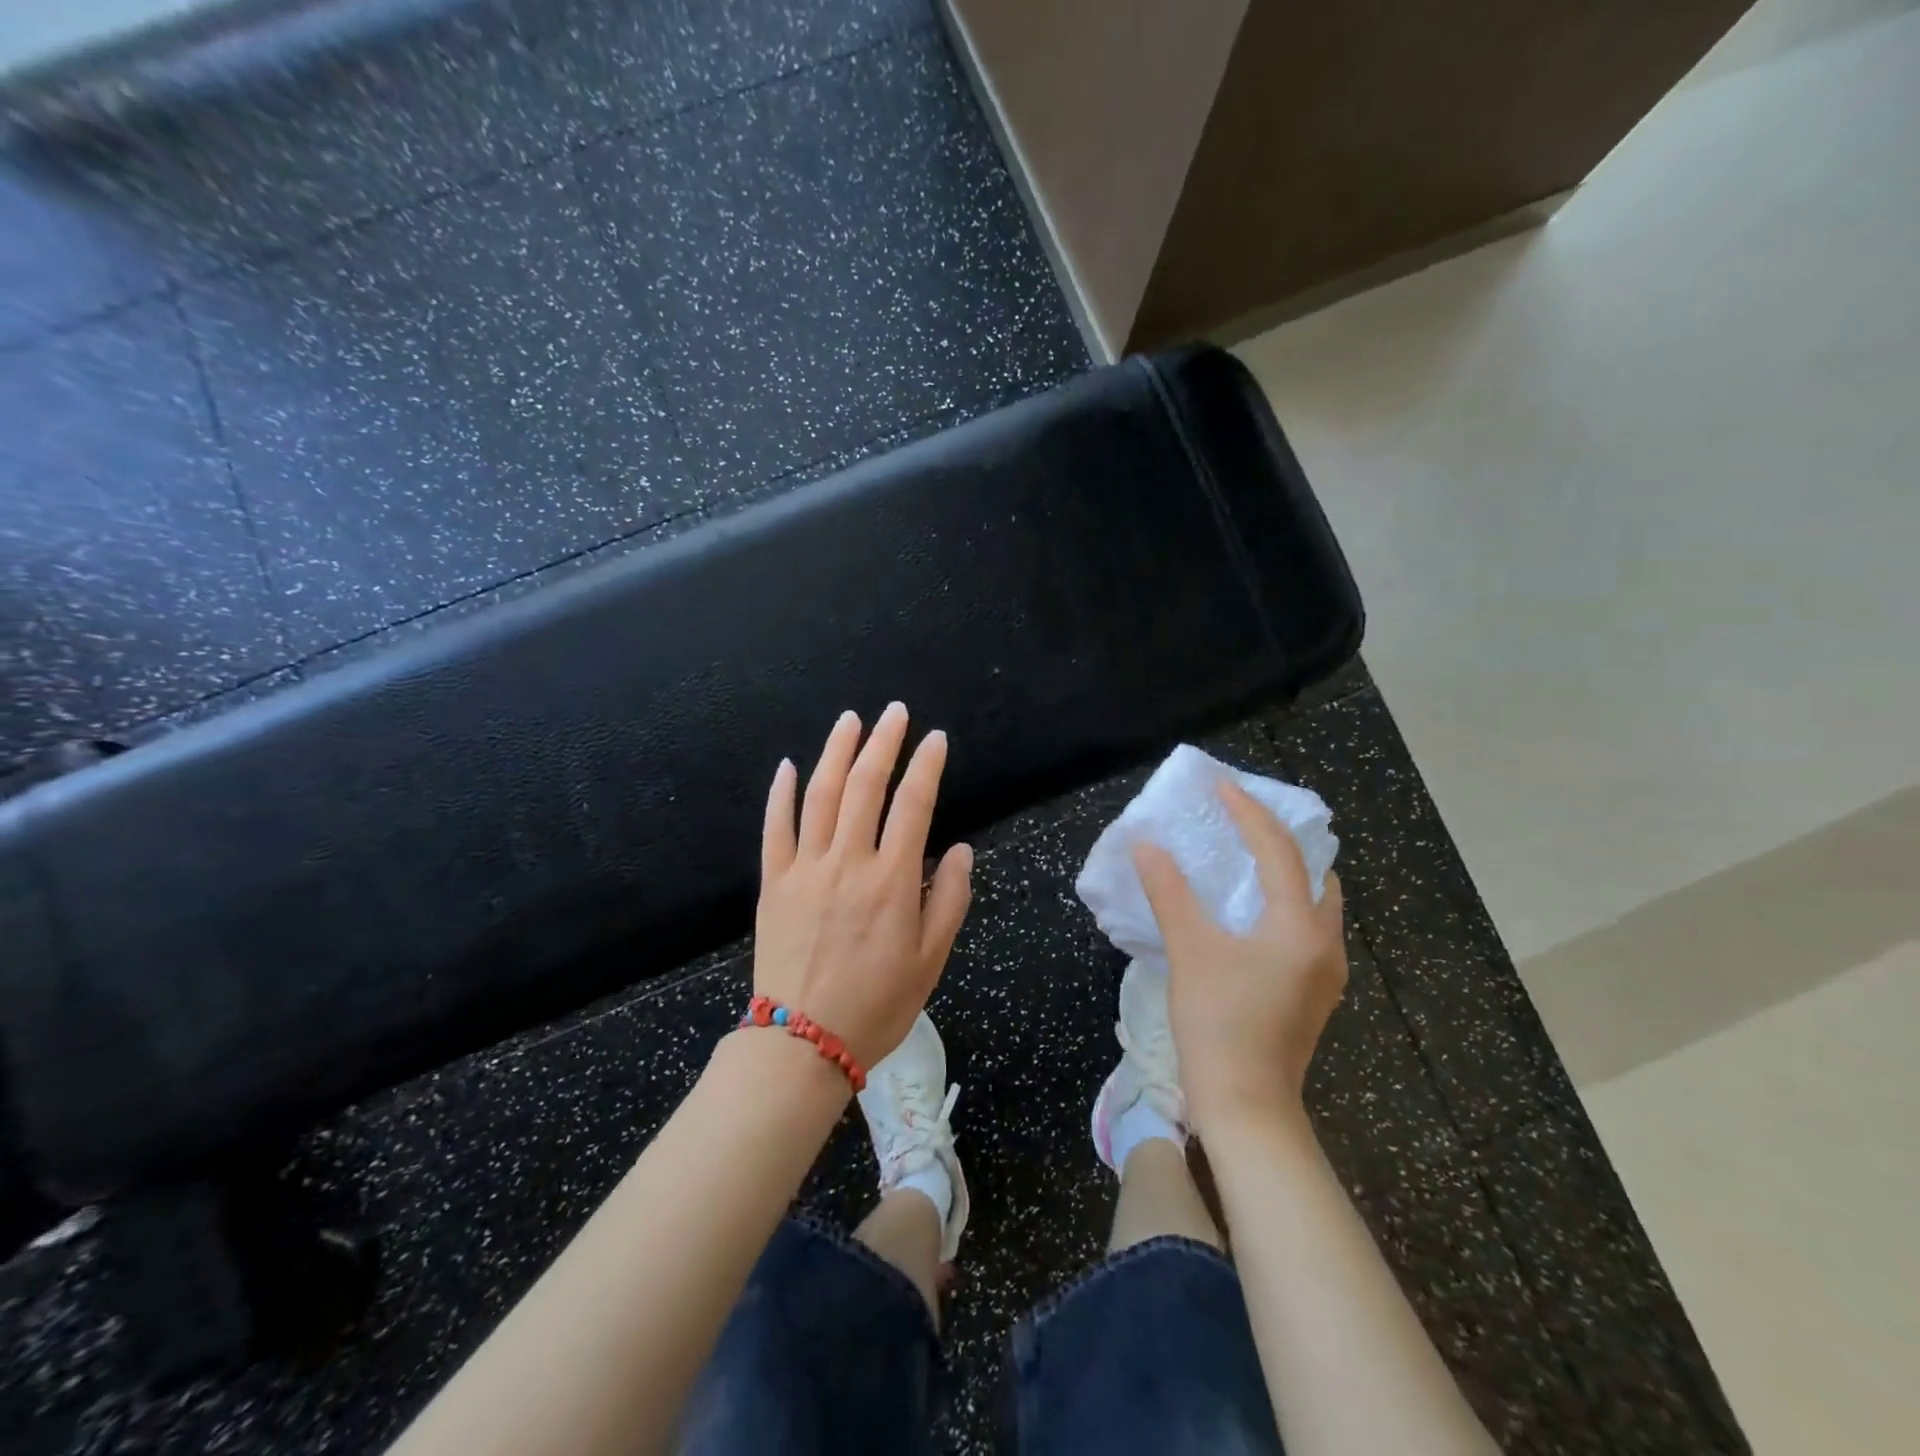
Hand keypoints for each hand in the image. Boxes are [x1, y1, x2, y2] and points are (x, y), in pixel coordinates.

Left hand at [754, 703, 973, 1068]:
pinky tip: (789, 766)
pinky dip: (782, 794)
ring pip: (820, 796)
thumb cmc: (877, 1004)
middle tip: (894, 712)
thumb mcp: (931, 960)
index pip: (913, 805)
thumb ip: (949, 899)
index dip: (926, 766)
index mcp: (891, 881)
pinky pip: (775, 829)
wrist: (802, 1042)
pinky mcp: (773, 883)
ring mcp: (805, 869)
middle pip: (865, 787)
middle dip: (883, 743)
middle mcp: (848, 862)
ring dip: (836, 752)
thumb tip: (960, 850)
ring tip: (850, 720)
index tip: (936, 739)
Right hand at [1133, 780, 1346, 1132]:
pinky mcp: (1313, 994)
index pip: (1279, 851)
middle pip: (1315, 874)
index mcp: (1300, 928)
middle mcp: (1326, 944)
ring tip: (1244, 861)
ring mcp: (1325, 974)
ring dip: (1285, 875)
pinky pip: (1305, 930)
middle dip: (1283, 841)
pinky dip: (1282, 906)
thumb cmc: (1219, 1024)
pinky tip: (1249, 914)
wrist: (1247, 1108)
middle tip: (1243, 822)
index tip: (1222, 787)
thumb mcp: (1190, 950)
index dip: (1250, 813)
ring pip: (1314, 905)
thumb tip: (1147, 845)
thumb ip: (1169, 892)